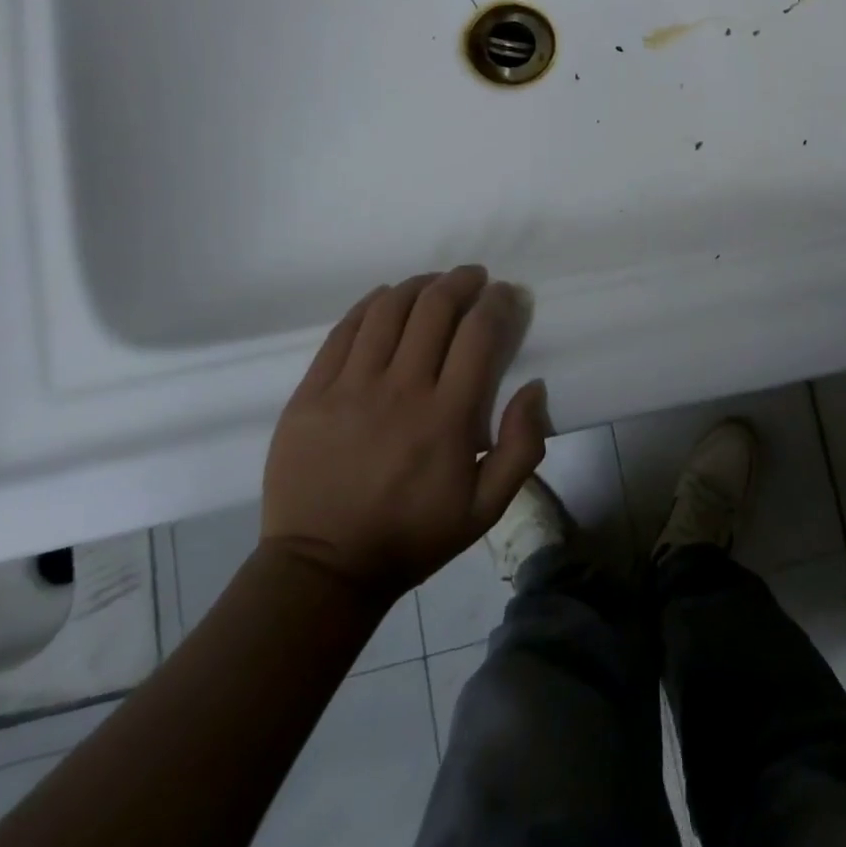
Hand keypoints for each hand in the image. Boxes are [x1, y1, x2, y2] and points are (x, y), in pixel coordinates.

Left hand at [261, 266, 548, 595]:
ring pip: (389, 310)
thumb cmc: (413, 535)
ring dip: (418, 285)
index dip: (497, 302)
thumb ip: (523, 447)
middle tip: (474, 278)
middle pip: (434, 308)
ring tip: (433, 283)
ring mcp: (349, 388)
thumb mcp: (486, 508)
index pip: (478, 334)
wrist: (324, 568)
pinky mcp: (310, 393)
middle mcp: (400, 390)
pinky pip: (343, 331)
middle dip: (461, 281)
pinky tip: (385, 298)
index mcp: (447, 417)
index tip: (505, 294)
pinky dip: (371, 304)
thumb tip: (534, 387)